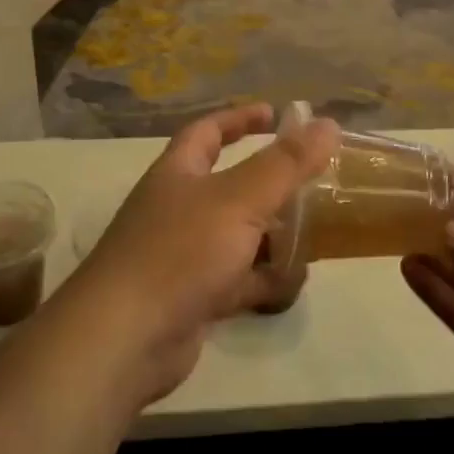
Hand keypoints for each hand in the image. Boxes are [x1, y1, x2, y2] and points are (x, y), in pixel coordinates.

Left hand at [73, 103, 337, 406]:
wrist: (125, 339)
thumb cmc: (180, 252)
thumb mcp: (239, 199)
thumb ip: (286, 163)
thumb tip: (328, 123)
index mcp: (177, 173)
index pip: (207, 131)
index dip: (240, 118)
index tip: (276, 114)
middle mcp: (176, 208)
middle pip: (227, 185)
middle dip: (267, 183)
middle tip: (310, 180)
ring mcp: (182, 255)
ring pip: (235, 235)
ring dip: (270, 234)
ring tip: (313, 232)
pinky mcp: (191, 298)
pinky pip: (235, 279)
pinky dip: (262, 279)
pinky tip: (292, 282)